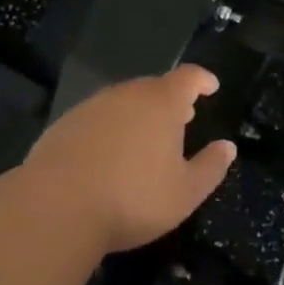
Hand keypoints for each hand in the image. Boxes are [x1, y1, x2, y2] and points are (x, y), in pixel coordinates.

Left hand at [23, 65, 236, 252]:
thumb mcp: (185, 193)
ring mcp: (91, 107)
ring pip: (123, 102)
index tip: (211, 86)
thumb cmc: (132, 198)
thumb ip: (211, 167)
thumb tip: (227, 147)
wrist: (55, 207)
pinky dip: (110, 129)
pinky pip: (97, 119)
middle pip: (154, 87)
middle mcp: (126, 94)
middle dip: (171, 100)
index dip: (202, 80)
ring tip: (146, 138)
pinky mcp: (64, 124)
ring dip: (139, 114)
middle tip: (182, 117)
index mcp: (161, 103)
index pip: (188, 77)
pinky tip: (108, 155)